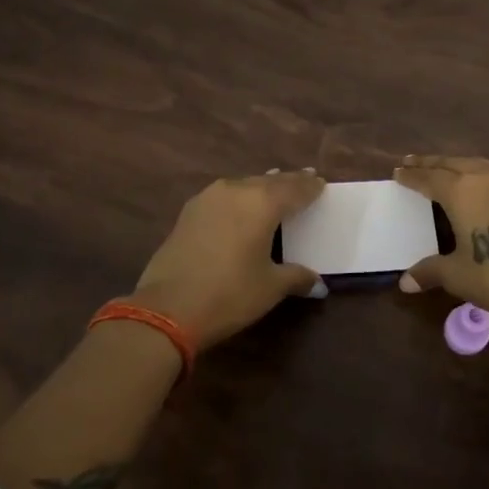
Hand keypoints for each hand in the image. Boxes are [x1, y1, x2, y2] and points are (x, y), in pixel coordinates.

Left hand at [129, 170, 326, 351]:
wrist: (167, 308)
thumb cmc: (229, 294)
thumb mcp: (270, 287)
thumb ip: (296, 277)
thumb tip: (318, 283)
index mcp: (262, 203)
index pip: (294, 189)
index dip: (309, 187)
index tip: (320, 183)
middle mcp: (236, 191)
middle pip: (269, 182)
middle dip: (288, 182)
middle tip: (303, 180)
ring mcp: (208, 199)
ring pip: (243, 185)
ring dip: (261, 186)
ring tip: (273, 188)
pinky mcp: (188, 212)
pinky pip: (224, 196)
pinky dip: (239, 198)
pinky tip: (240, 207)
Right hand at [393, 156, 488, 332]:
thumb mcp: (459, 276)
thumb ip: (430, 272)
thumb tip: (404, 282)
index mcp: (461, 192)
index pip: (429, 178)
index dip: (411, 176)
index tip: (398, 171)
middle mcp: (485, 177)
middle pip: (451, 163)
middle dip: (430, 163)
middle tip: (412, 161)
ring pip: (477, 163)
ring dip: (456, 164)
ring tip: (444, 168)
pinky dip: (480, 171)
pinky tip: (482, 182)